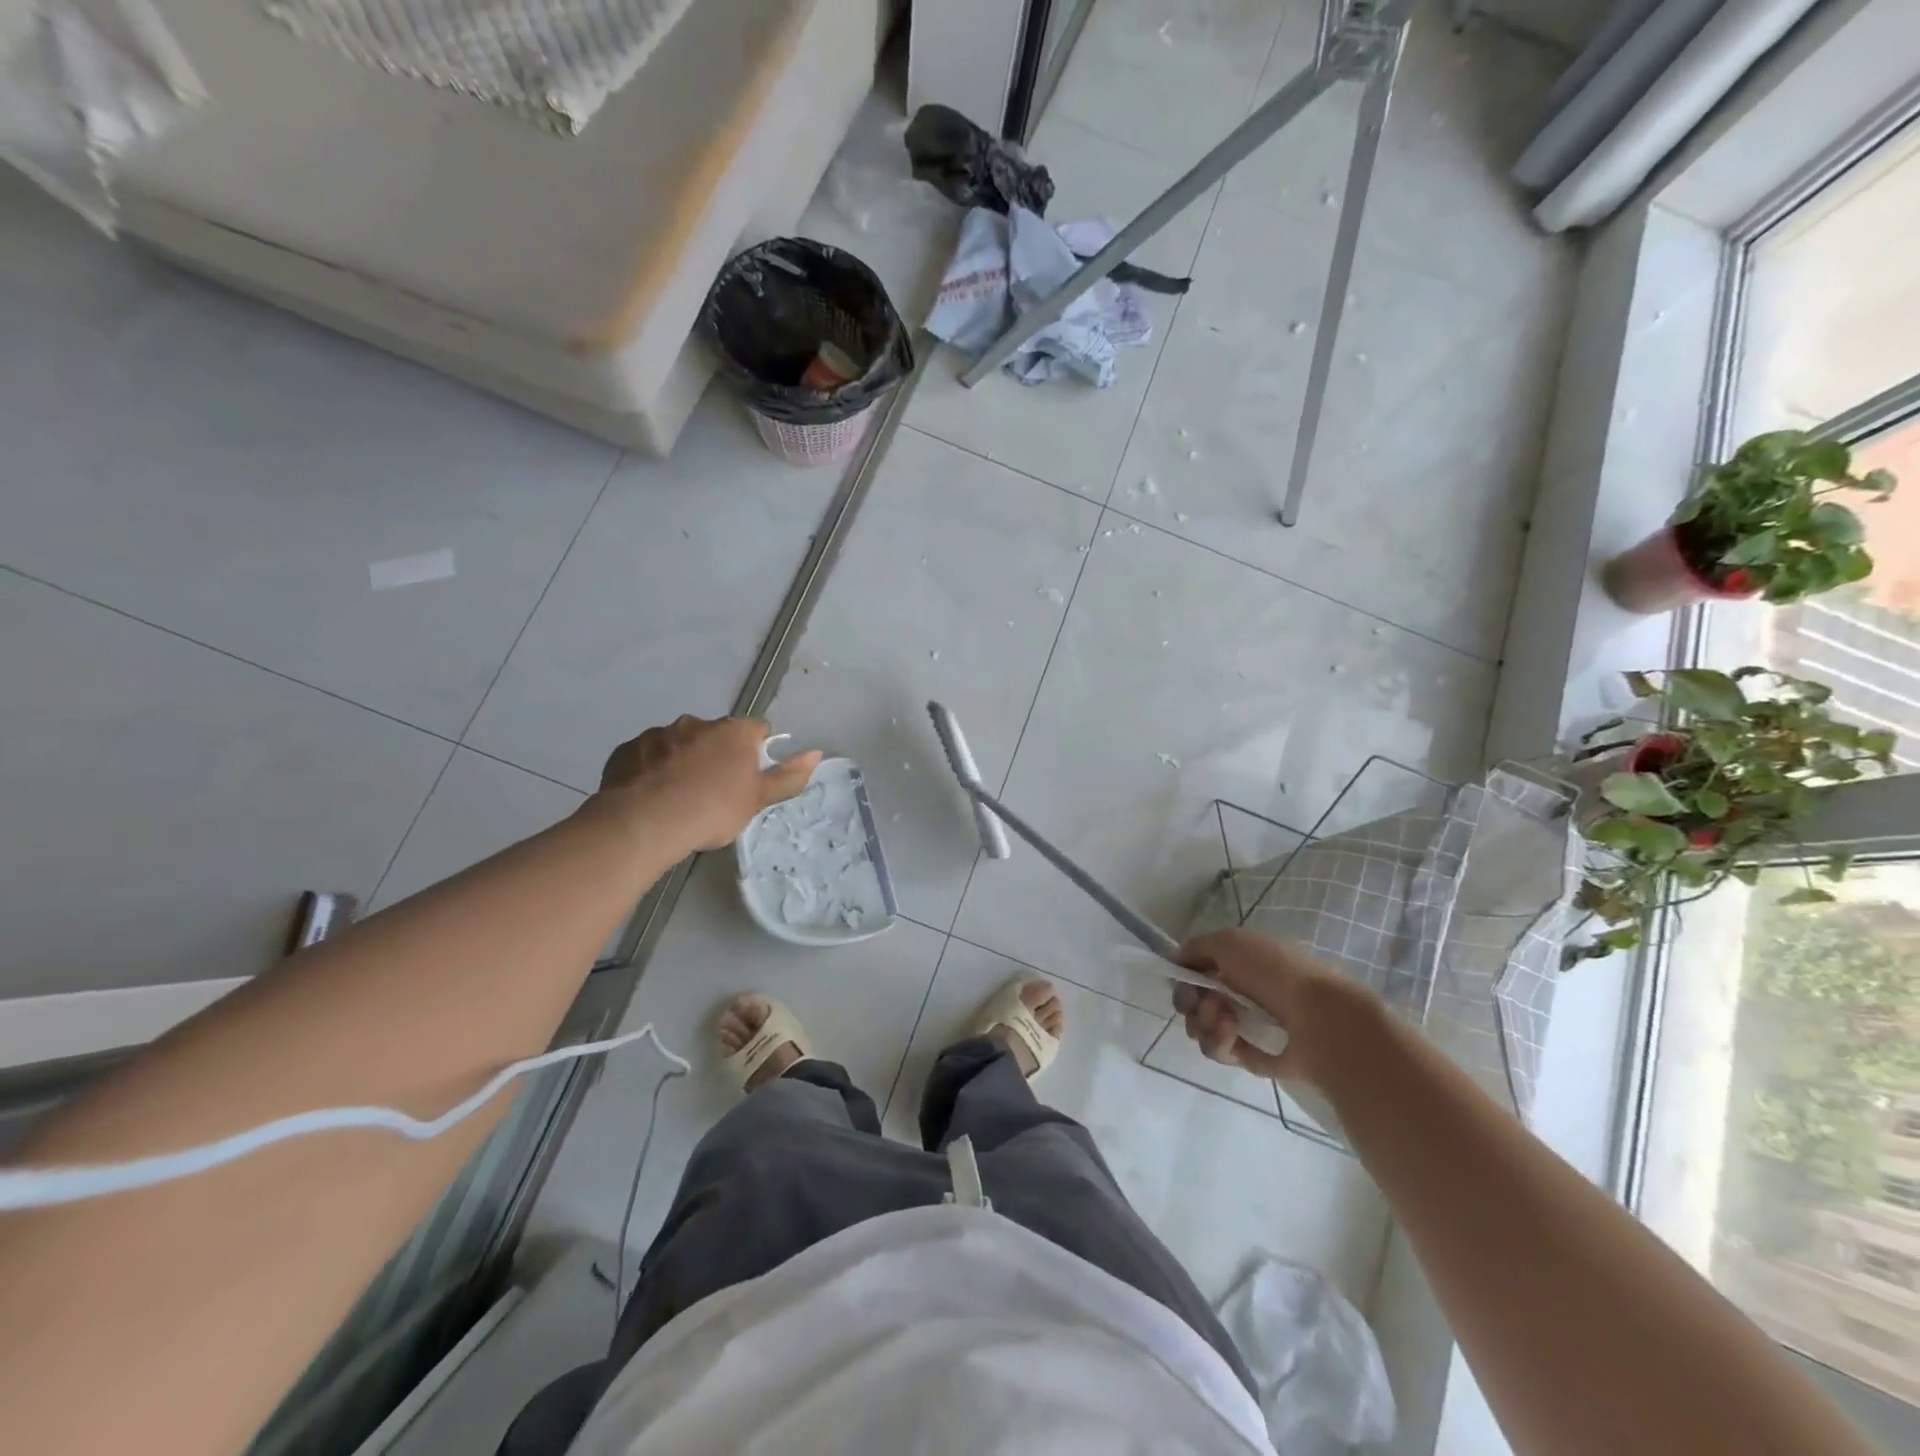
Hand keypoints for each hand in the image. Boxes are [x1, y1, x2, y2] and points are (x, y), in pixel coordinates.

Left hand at [595, 716, 822, 851]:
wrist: (644, 822)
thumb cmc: (712, 809)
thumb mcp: (757, 800)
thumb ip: (788, 776)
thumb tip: (816, 751)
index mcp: (734, 732)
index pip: (757, 730)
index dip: (757, 751)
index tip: (750, 777)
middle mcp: (697, 723)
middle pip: (716, 735)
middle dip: (717, 754)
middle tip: (714, 790)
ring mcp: (659, 733)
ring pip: (679, 743)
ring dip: (683, 761)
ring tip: (678, 796)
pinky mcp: (628, 749)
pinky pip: (647, 756)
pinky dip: (652, 770)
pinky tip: (650, 796)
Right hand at [1170, 927, 1374, 1086]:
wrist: (1321, 1021)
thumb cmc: (1275, 972)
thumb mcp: (1230, 942)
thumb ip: (1195, 948)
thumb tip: (1173, 962)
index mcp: (1238, 965)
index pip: (1196, 972)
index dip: (1183, 976)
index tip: (1181, 979)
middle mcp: (1239, 994)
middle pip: (1193, 1002)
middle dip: (1189, 1001)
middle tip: (1203, 1002)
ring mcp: (1245, 1027)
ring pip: (1201, 1028)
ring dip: (1203, 1021)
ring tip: (1224, 1019)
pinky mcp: (1250, 1057)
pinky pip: (1219, 1051)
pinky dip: (1219, 1042)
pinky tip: (1233, 1035)